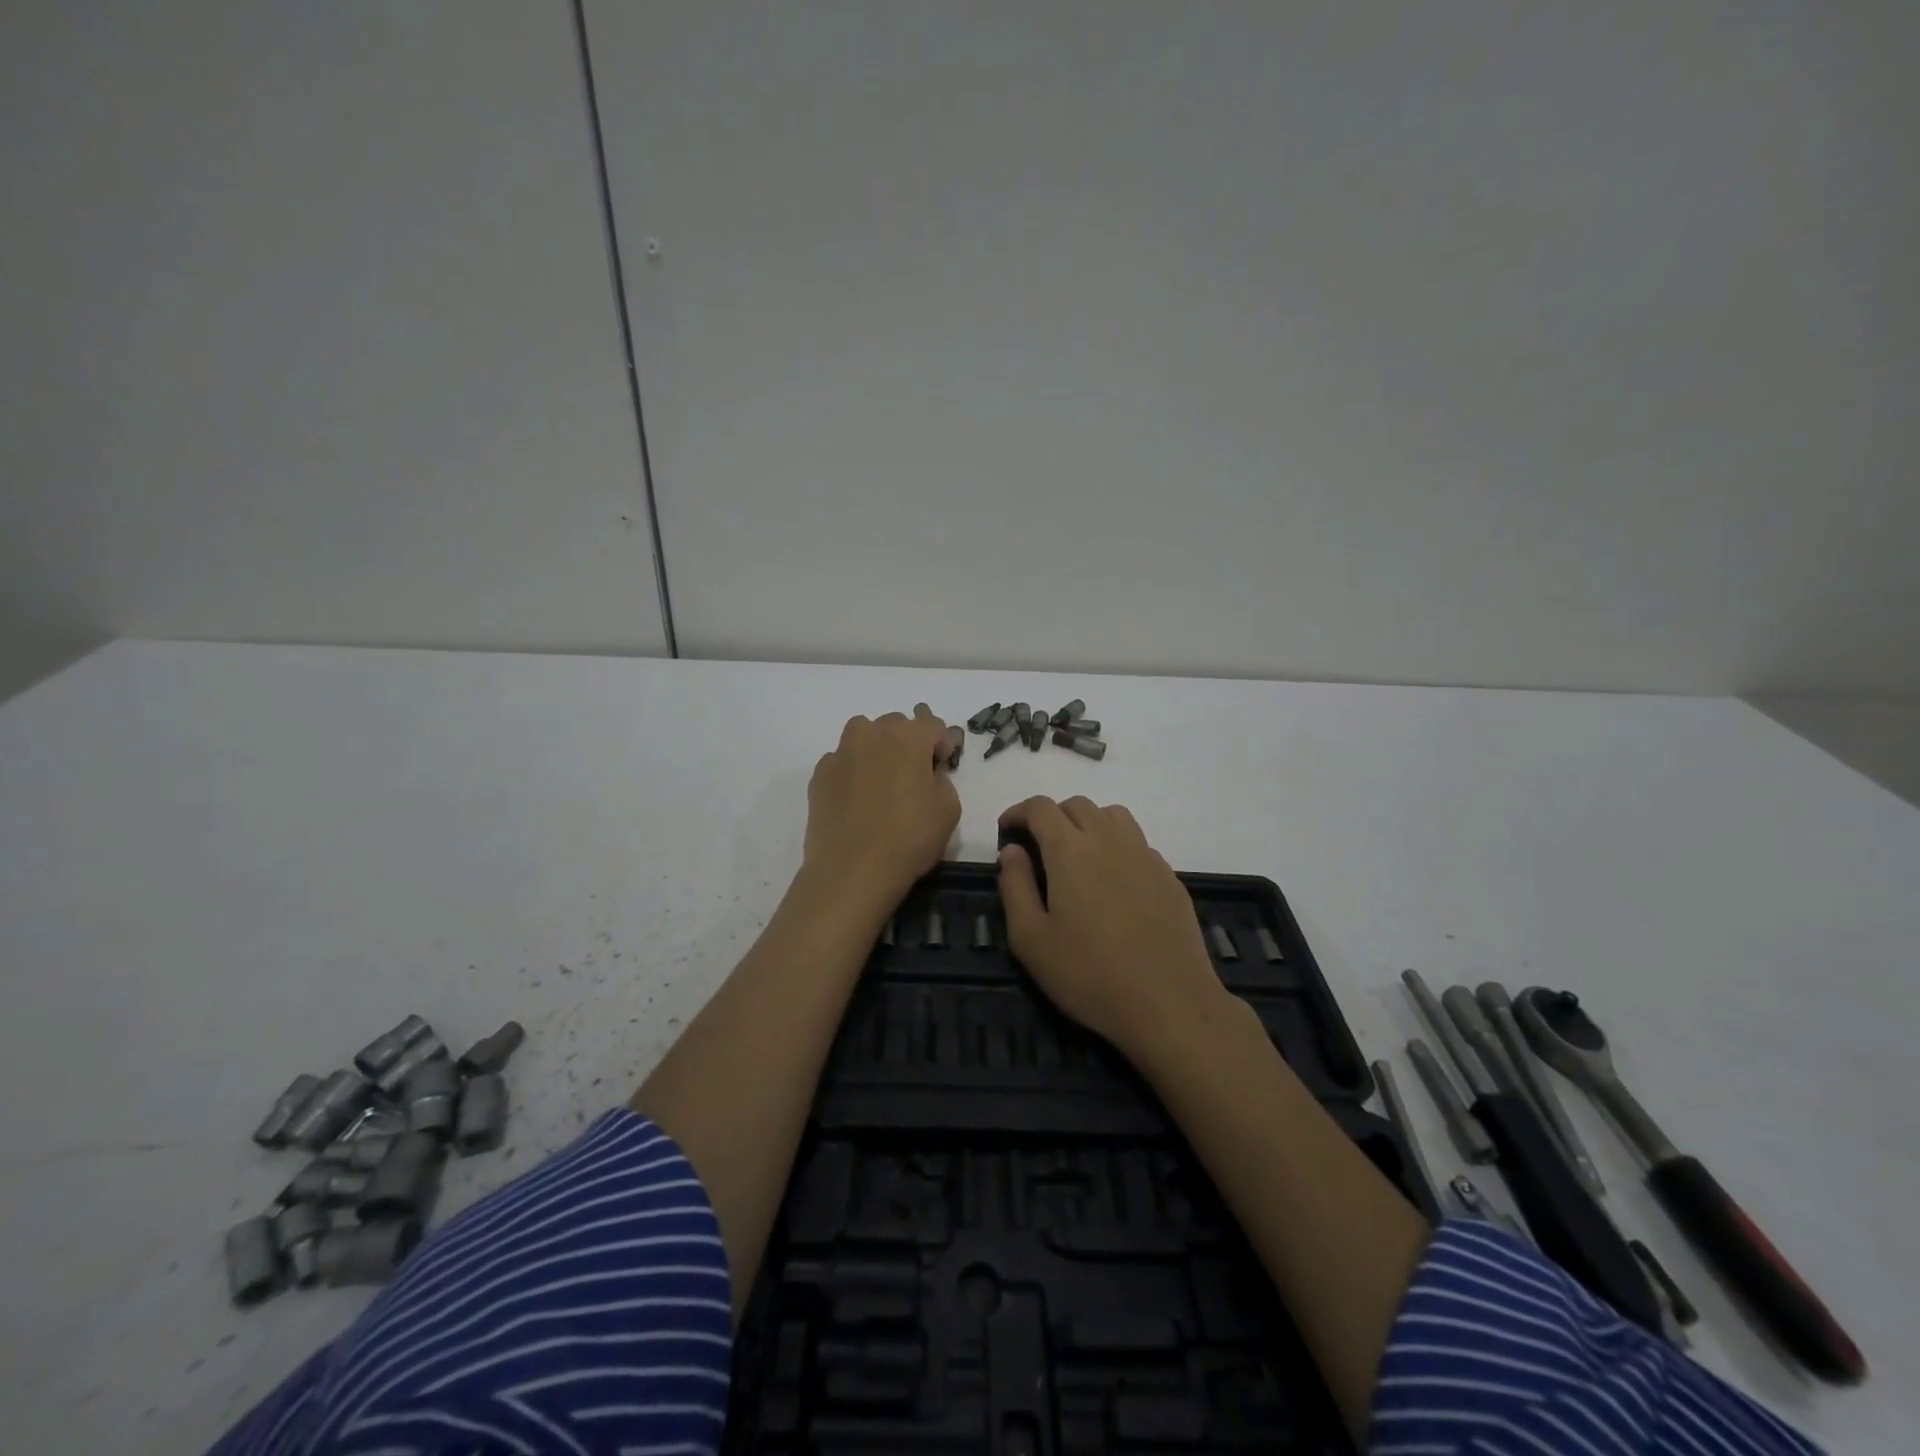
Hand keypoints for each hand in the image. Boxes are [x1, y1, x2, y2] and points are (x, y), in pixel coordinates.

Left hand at [804, 705, 962, 907]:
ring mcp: (841, 753)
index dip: (942, 744)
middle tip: (913, 777)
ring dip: (876, 749)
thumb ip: (943, 779)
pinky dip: (852, 771)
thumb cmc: (909, 839)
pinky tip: (856, 800)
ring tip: (881, 782)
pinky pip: (842, 761)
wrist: (851, 871)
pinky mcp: (819, 774)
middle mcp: (872, 734)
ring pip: (864, 736)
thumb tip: (929, 772)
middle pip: (896, 725)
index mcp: (908, 737)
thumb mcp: (949, 810)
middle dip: (908, 743)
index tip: (942, 767)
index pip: (932, 725)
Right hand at [997, 796, 1234, 1062]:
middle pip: (1077, 805)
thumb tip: (1012, 851)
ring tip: (1077, 857)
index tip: (1007, 832)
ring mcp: (1144, 855)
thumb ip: (1015, 887)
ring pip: (1112, 815)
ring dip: (1087, 824)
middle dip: (1051, 816)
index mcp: (1070, 850)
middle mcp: (1109, 840)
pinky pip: (1137, 842)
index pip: (1040, 807)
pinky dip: (1116, 846)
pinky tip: (1113, 883)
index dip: (1018, 812)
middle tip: (1038, 848)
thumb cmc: (1089, 974)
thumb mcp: (1031, 940)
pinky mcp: (1168, 875)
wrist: (1170, 1003)